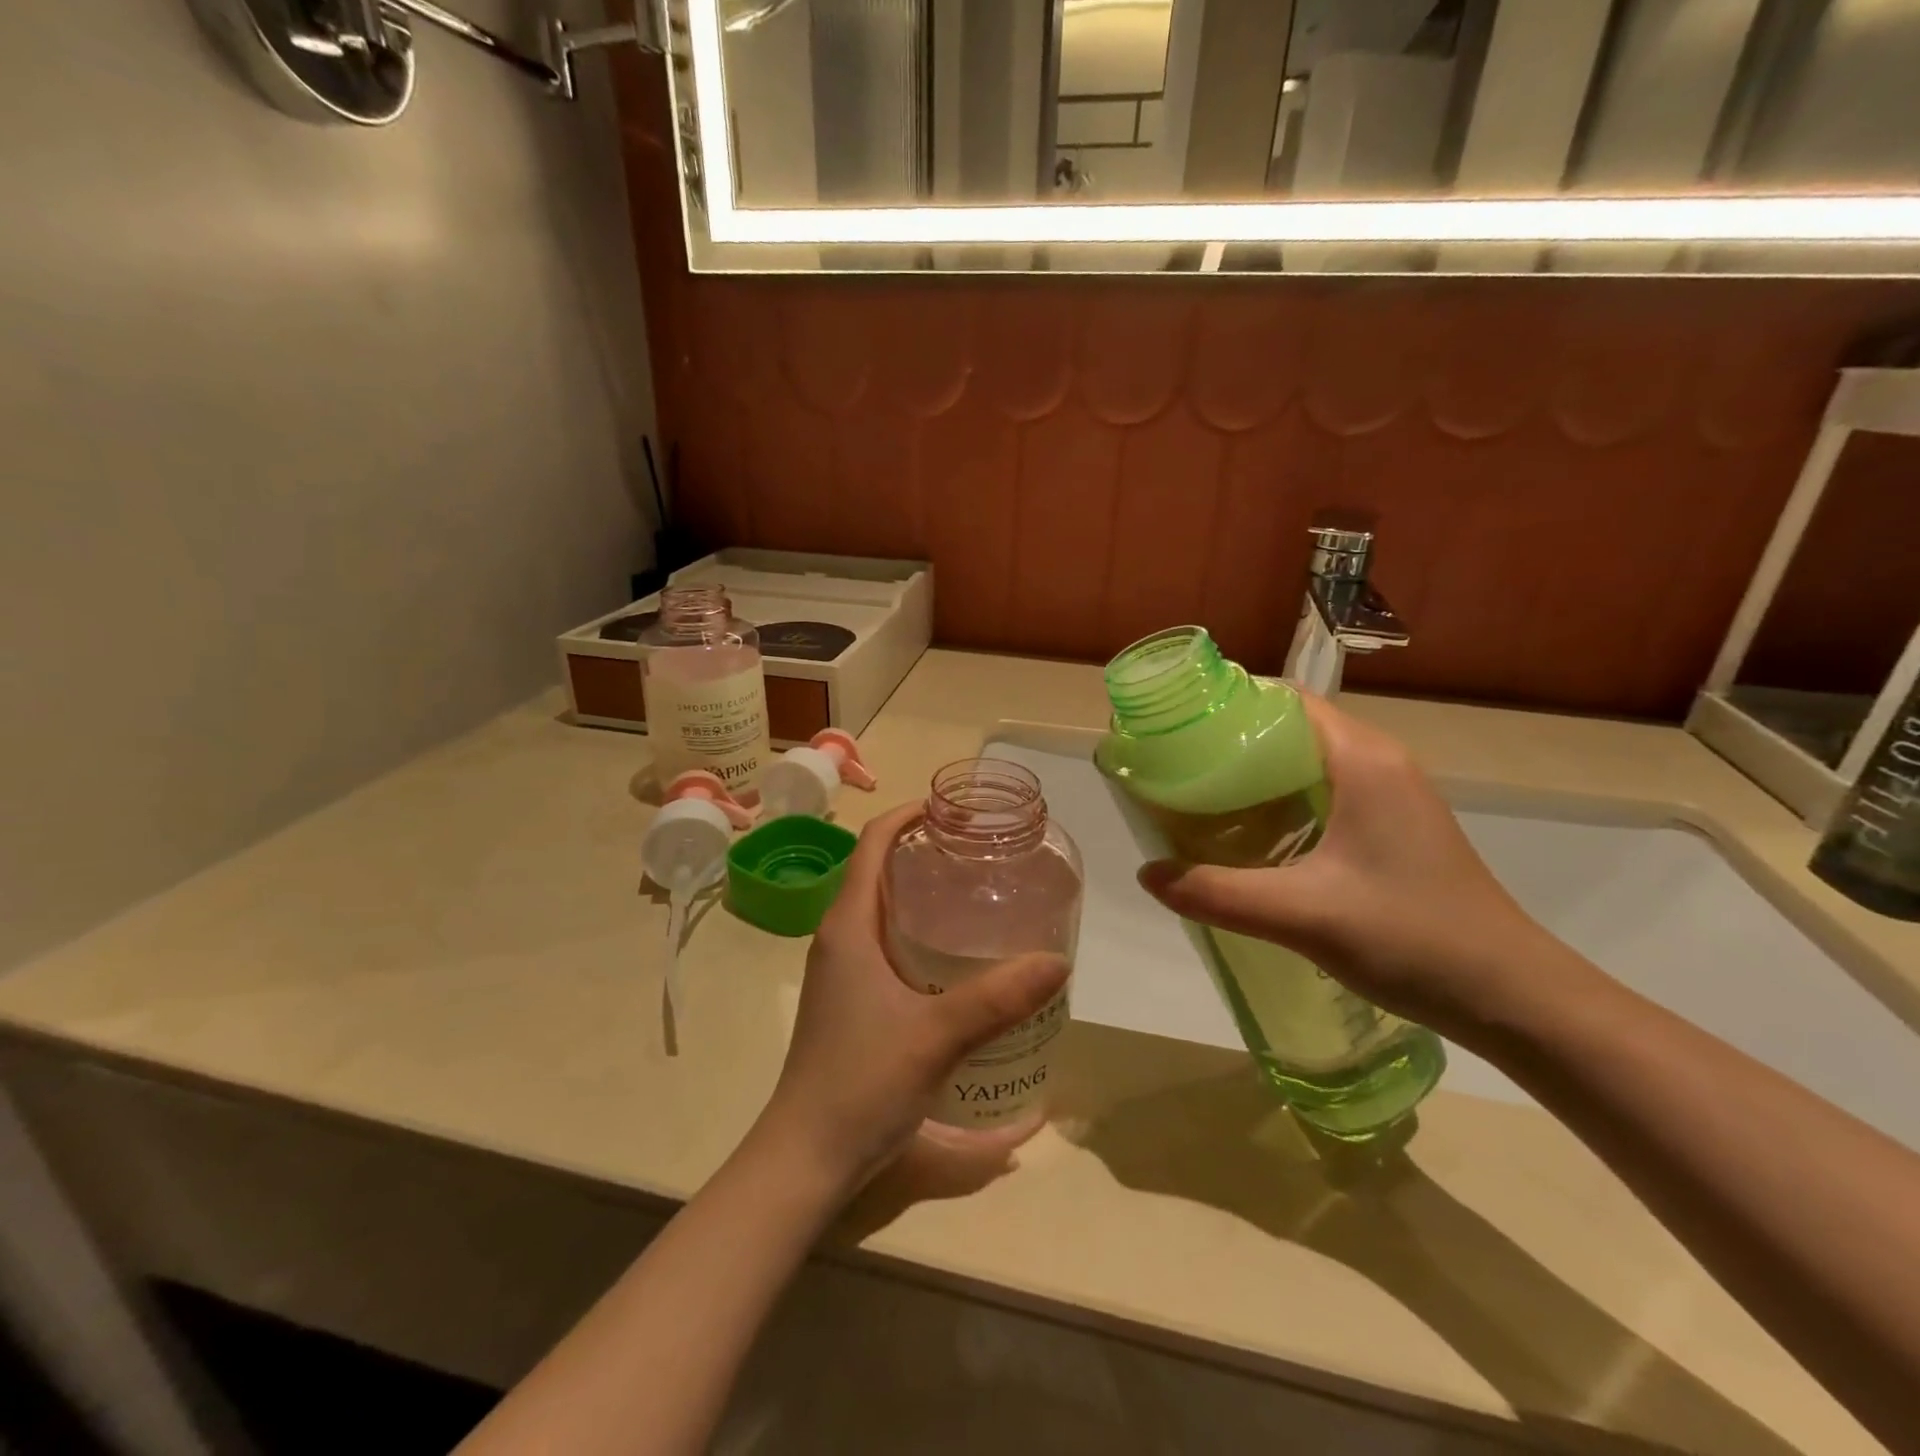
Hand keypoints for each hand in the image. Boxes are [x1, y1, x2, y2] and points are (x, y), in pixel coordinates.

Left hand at [759, 803, 1070, 1194]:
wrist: (806, 1156)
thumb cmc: (860, 1082)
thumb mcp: (937, 1036)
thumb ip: (998, 998)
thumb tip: (1057, 961)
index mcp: (848, 926)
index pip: (872, 844)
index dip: (908, 814)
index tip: (954, 810)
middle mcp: (840, 937)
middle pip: (880, 871)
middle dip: (926, 851)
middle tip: (982, 853)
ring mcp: (842, 970)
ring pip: (883, 909)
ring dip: (922, 893)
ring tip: (978, 894)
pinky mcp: (850, 999)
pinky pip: (885, 943)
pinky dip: (918, 931)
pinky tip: (958, 956)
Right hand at [1137, 693, 1559, 1042]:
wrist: (1515, 1000)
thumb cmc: (1414, 938)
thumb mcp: (1303, 914)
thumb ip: (1218, 892)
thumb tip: (1147, 875)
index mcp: (1363, 760)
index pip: (1286, 701)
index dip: (1229, 705)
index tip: (1176, 728)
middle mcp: (1380, 765)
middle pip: (1291, 730)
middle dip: (1231, 744)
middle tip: (1174, 769)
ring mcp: (1392, 799)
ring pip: (1307, 765)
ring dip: (1255, 776)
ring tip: (1198, 800)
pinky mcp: (1394, 831)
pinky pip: (1324, 796)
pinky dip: (1281, 803)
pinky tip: (1250, 839)